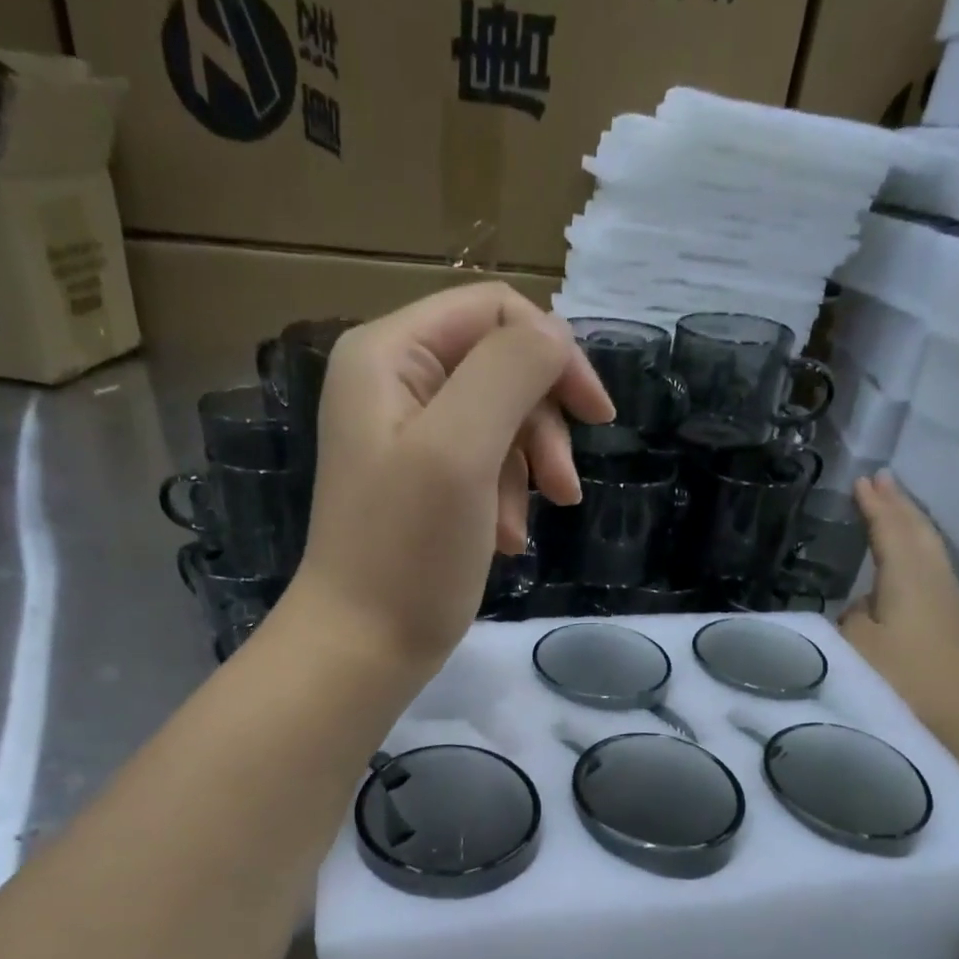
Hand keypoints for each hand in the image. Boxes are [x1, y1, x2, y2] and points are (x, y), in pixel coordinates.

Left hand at [285, 283, 612, 673]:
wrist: (362, 648)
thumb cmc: (408, 553)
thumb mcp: (461, 449)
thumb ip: (510, 371)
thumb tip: (555, 336)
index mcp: (389, 355)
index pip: (494, 310)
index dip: (554, 353)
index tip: (596, 418)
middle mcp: (391, 383)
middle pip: (500, 367)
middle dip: (541, 426)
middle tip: (562, 490)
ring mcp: (404, 437)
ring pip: (499, 421)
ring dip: (526, 471)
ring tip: (519, 530)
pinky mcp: (419, 484)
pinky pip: (483, 466)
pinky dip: (505, 499)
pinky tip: (505, 541)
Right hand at [839, 472, 958, 736]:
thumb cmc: (901, 683)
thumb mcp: (854, 648)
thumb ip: (851, 617)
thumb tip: (863, 607)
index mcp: (909, 578)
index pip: (891, 529)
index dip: (875, 505)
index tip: (862, 480)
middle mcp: (937, 580)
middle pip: (920, 531)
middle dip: (899, 505)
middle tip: (882, 481)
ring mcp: (952, 603)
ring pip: (931, 550)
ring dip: (912, 527)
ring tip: (896, 512)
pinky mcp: (956, 627)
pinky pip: (934, 572)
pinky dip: (918, 554)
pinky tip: (909, 567)